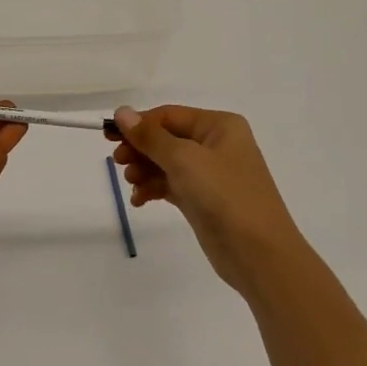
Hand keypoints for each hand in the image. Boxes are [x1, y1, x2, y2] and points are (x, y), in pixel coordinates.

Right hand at [112, 105, 308, 294]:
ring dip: (144, 170)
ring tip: (131, 183)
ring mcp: (210, 174)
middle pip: (166, 138)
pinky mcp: (203, 200)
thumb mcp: (184, 160)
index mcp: (219, 126)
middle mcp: (216, 145)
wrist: (259, 253)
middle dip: (140, 149)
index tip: (108, 135)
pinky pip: (170, 185)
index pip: (169, 115)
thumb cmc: (225, 196)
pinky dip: (153, 189)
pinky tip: (139, 200)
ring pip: (166, 163)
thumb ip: (151, 137)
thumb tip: (122, 112)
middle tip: (118, 162)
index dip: (138, 123)